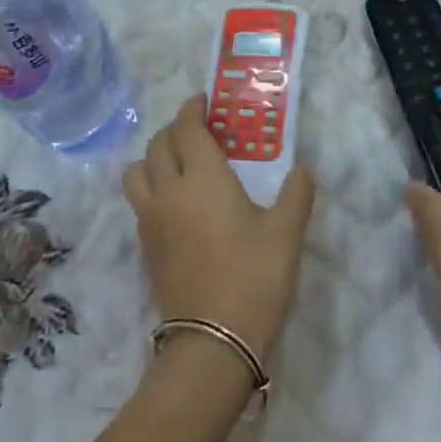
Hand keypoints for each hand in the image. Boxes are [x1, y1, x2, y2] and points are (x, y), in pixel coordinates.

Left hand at [123, 94, 315, 358]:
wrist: (213, 341)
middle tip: (198, 131)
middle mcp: (168, 191)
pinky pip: (139, 202)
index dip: (192, 110)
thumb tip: (303, 172)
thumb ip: (296, 195)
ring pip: (137, 173)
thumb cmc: (254, 278)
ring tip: (178, 165)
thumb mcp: (286, 233)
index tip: (204, 101)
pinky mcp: (145, 248)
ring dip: (154, 158)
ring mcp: (150, 221)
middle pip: (157, 146)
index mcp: (202, 178)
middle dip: (175, 130)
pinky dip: (151, 188)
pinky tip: (176, 205)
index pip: (186, 129)